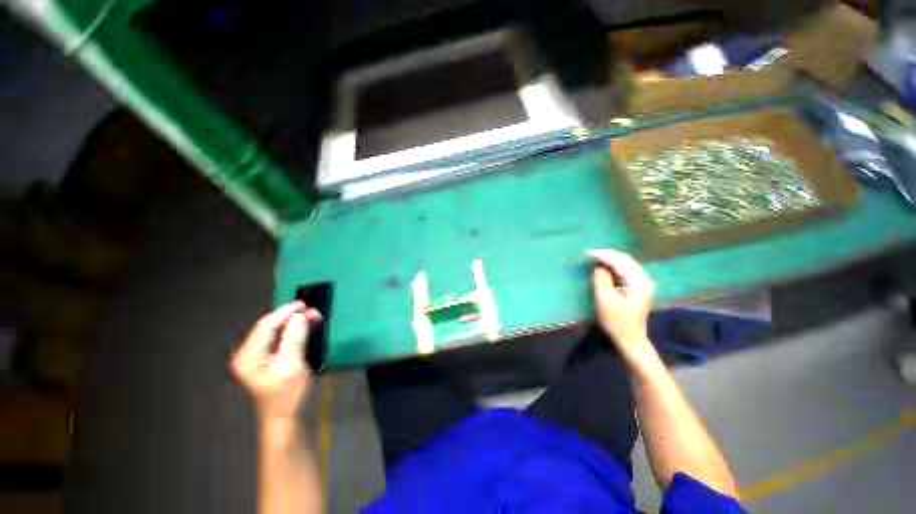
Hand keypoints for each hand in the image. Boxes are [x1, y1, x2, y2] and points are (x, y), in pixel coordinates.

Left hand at [231, 301, 322, 422]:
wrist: (284, 418)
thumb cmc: (287, 394)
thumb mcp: (292, 365)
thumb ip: (294, 339)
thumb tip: (299, 316)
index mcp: (248, 356)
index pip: (265, 326)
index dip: (284, 313)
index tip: (303, 305)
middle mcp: (248, 354)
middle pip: (269, 327)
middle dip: (291, 317)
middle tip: (312, 311)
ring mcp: (256, 357)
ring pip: (275, 331)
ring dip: (294, 323)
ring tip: (313, 317)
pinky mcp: (266, 359)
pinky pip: (279, 339)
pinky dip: (293, 331)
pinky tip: (305, 327)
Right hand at [589, 249, 655, 358]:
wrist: (631, 339)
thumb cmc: (617, 321)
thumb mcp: (605, 300)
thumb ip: (601, 280)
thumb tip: (598, 267)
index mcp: (638, 282)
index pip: (620, 261)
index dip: (604, 255)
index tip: (588, 253)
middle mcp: (644, 279)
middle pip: (625, 260)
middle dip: (608, 255)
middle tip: (590, 254)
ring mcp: (642, 284)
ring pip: (626, 264)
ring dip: (610, 260)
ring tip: (595, 258)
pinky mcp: (638, 288)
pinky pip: (625, 271)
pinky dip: (614, 267)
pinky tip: (604, 267)